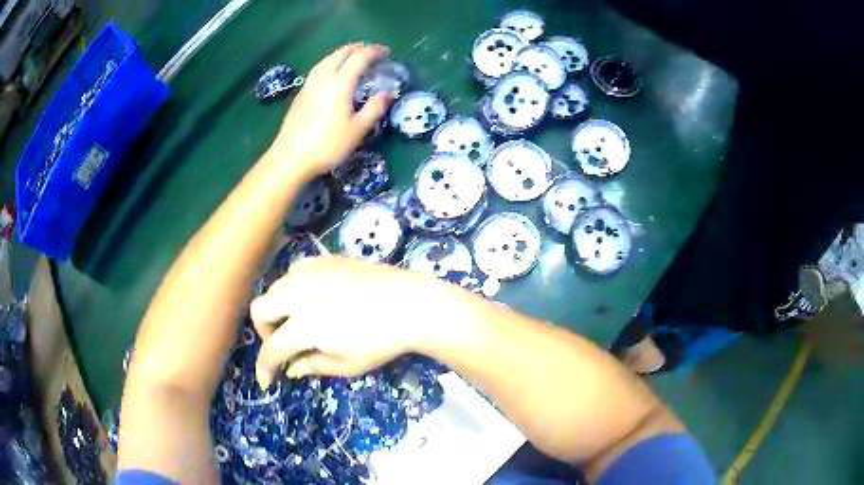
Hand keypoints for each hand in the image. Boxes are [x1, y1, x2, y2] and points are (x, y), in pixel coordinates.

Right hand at [250, 257, 450, 387]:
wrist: (410, 304)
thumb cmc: (380, 342)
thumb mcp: (346, 364)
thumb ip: (312, 365)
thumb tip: (291, 368)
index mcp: (303, 325)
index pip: (271, 349)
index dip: (264, 368)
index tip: (266, 380)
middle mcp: (298, 294)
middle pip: (259, 308)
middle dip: (264, 330)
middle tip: (283, 343)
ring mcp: (311, 272)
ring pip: (274, 286)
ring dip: (278, 307)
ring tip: (298, 320)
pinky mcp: (324, 259)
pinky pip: (295, 270)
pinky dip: (294, 287)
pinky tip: (313, 297)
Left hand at [270, 44, 391, 176]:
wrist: (290, 158)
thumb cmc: (327, 145)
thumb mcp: (357, 130)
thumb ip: (374, 109)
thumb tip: (387, 93)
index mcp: (340, 83)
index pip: (359, 57)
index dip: (374, 51)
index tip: (387, 52)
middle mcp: (323, 78)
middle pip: (340, 53)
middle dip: (358, 48)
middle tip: (371, 52)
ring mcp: (309, 85)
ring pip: (327, 59)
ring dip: (342, 53)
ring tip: (352, 58)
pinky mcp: (300, 94)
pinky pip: (318, 68)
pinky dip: (330, 63)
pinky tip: (333, 73)